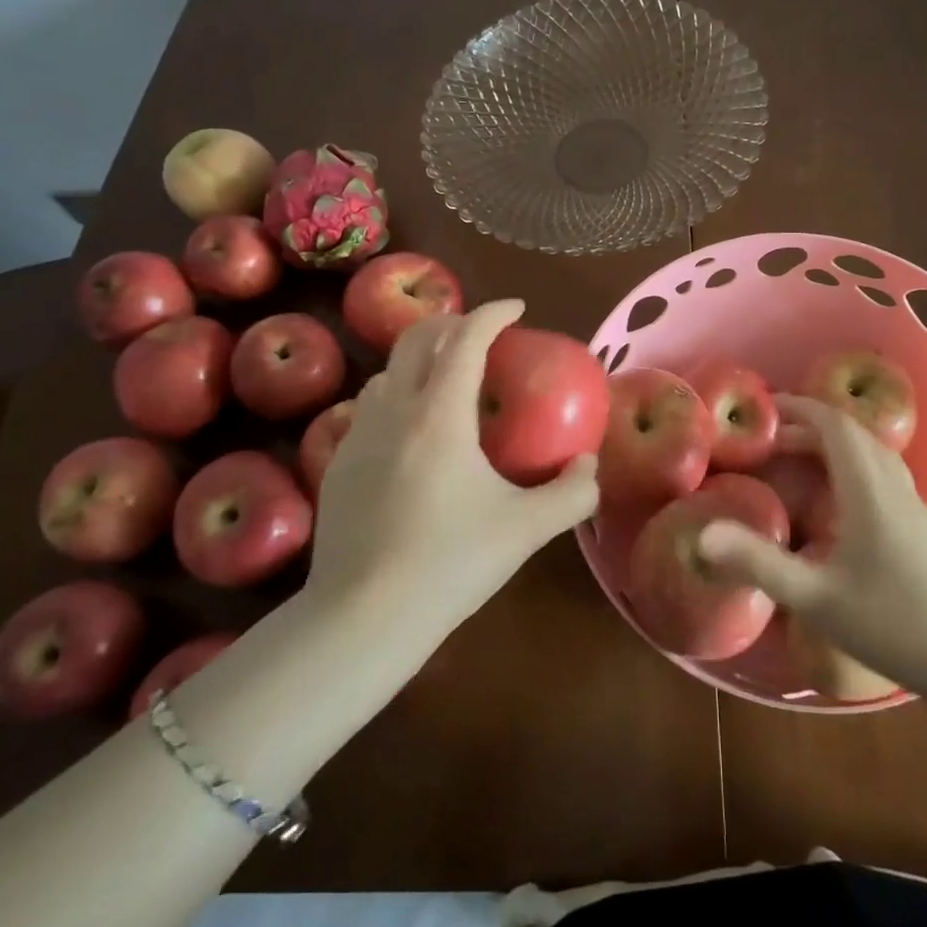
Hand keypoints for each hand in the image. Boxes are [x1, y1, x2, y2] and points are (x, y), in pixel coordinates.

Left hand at [306, 299, 597, 641]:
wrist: (362, 618)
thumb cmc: (450, 564)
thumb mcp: (526, 529)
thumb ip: (571, 493)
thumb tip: (588, 466)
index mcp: (439, 415)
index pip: (466, 339)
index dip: (493, 314)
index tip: (517, 309)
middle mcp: (393, 411)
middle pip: (416, 339)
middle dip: (451, 323)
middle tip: (481, 334)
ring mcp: (357, 436)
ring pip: (386, 373)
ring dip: (419, 361)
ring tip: (445, 381)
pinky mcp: (337, 465)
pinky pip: (367, 410)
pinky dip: (395, 399)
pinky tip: (409, 434)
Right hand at [696, 395, 926, 694]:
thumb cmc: (899, 624)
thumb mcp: (819, 598)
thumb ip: (760, 564)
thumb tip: (703, 535)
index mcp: (868, 489)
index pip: (835, 425)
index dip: (800, 407)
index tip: (765, 408)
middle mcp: (894, 486)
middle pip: (854, 434)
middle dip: (811, 424)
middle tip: (772, 438)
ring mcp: (915, 506)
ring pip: (872, 454)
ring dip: (834, 445)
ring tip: (800, 461)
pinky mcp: (925, 527)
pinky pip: (882, 475)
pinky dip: (852, 467)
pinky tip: (840, 503)